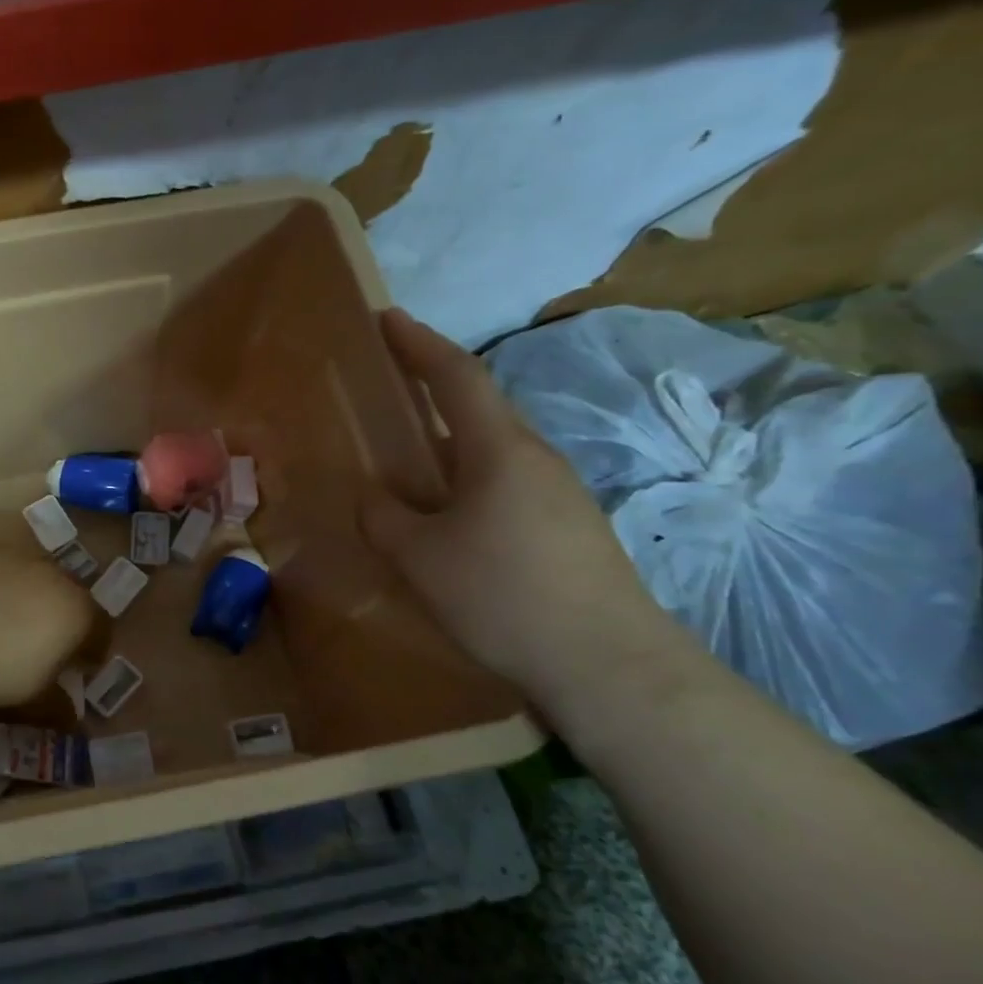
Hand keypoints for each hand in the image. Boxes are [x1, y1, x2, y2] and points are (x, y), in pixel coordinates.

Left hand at [0, 552, 93, 705]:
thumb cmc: (3, 666)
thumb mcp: (35, 697)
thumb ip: (59, 704)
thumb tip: (72, 715)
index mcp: (79, 612)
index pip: (100, 630)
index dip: (92, 651)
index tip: (79, 669)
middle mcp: (57, 577)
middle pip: (68, 599)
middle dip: (61, 621)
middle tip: (43, 646)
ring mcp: (20, 560)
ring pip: (34, 581)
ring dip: (29, 600)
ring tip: (7, 624)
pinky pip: (1, 573)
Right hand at [361, 309, 691, 710]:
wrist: (608, 665)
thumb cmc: (503, 596)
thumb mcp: (421, 557)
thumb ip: (385, 517)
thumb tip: (374, 496)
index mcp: (499, 450)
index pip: (457, 377)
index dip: (418, 343)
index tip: (387, 318)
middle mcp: (536, 459)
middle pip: (478, 409)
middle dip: (432, 391)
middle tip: (389, 392)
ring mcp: (559, 494)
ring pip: (491, 452)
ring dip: (448, 446)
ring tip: (407, 467)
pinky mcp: (569, 528)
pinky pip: (505, 485)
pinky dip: (466, 482)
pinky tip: (447, 520)